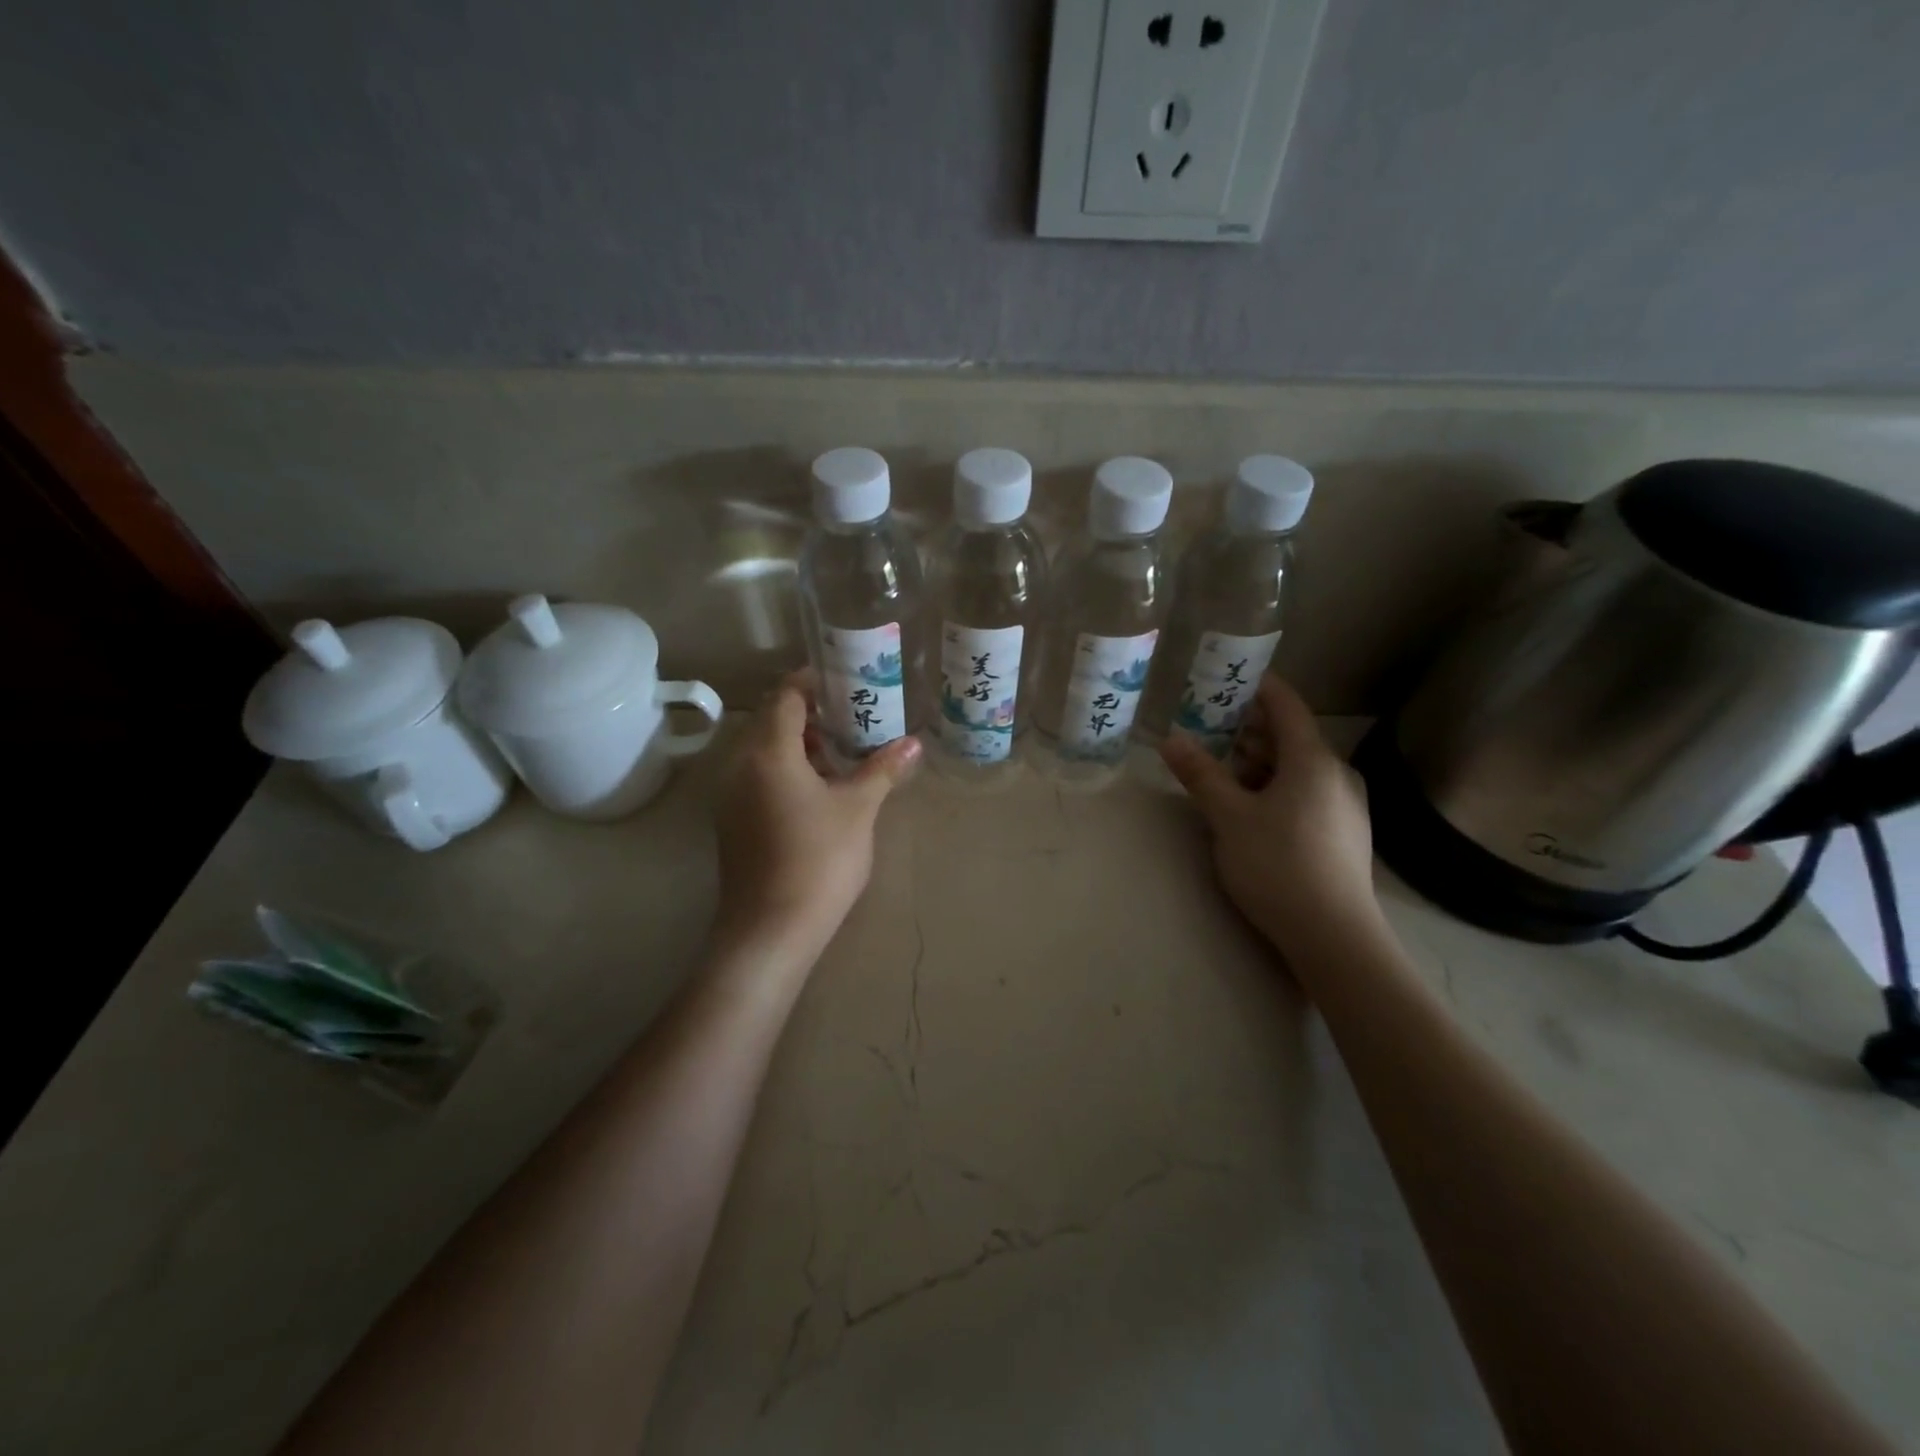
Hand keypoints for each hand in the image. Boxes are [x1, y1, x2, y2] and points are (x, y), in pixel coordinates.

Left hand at [711, 671, 921, 967]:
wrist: (771, 930)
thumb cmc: (819, 860)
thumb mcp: (858, 809)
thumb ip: (882, 769)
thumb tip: (913, 742)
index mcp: (768, 752)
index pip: (785, 696)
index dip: (813, 682)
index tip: (846, 682)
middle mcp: (740, 765)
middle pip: (772, 721)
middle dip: (811, 713)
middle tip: (853, 716)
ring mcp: (731, 795)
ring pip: (764, 751)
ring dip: (800, 743)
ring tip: (842, 751)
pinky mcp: (732, 821)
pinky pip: (758, 776)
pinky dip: (786, 769)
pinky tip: (819, 788)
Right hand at [1159, 674, 1380, 962]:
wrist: (1334, 937)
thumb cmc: (1278, 865)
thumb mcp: (1229, 818)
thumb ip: (1200, 774)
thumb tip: (1170, 739)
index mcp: (1313, 761)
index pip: (1286, 705)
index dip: (1257, 686)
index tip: (1225, 675)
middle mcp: (1336, 775)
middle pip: (1291, 736)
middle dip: (1249, 728)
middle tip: (1207, 725)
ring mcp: (1345, 806)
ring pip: (1297, 768)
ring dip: (1259, 760)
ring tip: (1220, 767)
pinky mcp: (1343, 833)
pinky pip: (1305, 792)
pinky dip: (1275, 785)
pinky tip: (1249, 805)